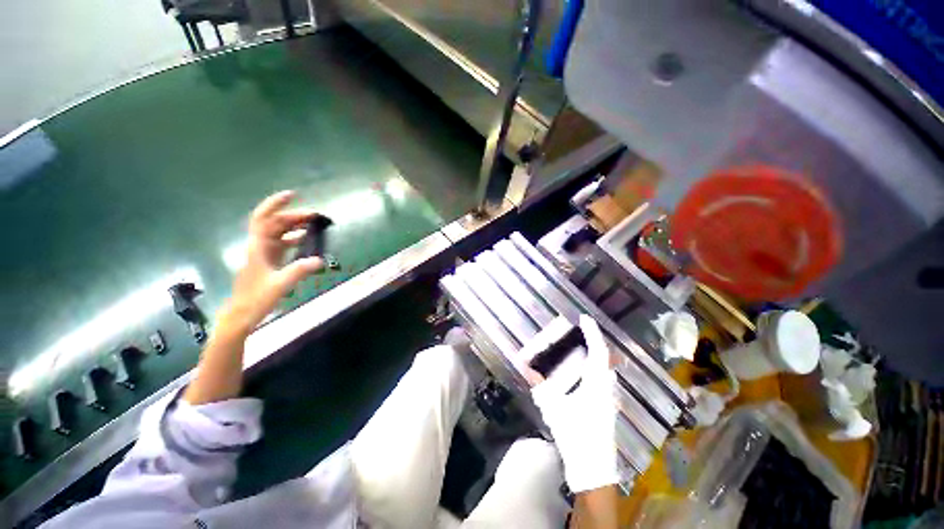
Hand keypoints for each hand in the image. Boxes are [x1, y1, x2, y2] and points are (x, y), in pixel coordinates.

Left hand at [221, 190, 323, 335]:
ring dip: (295, 226)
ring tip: (314, 225)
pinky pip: (283, 244)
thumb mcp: (280, 284)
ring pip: (279, 232)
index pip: (263, 218)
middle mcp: (259, 246)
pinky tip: (307, 240)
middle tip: (315, 216)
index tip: (292, 195)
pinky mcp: (269, 261)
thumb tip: (320, 260)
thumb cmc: (256, 298)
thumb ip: (299, 270)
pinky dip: (295, 239)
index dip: (275, 204)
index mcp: (258, 247)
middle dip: (293, 216)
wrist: (242, 313)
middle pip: (275, 223)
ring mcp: (264, 253)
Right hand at [531, 315, 619, 492]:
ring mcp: (609, 397)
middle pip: (604, 357)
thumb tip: (525, 366)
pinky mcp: (607, 405)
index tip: (584, 318)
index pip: (598, 351)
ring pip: (605, 368)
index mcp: (597, 384)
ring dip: (595, 354)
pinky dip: (594, 368)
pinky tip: (583, 371)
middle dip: (594, 341)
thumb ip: (539, 386)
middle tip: (581, 330)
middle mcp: (607, 387)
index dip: (592, 333)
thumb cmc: (576, 435)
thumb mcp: (554, 408)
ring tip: (582, 346)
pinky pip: (602, 378)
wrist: (593, 468)